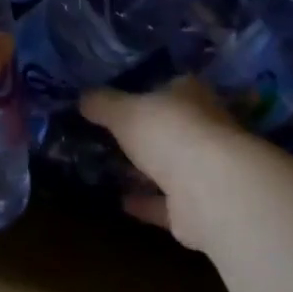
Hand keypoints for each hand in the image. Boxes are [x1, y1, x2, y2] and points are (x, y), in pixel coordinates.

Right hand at [82, 77, 252, 252]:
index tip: (118, 99)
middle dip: (144, 133)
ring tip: (109, 168)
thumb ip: (102, 103)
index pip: (169, 86)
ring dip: (144, 169)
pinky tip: (120, 200)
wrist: (209, 189)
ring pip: (169, 166)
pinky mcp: (197, 206)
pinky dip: (145, 201)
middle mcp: (204, 127)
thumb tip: (83, 97)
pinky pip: (165, 202)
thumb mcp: (124, 111)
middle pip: (170, 127)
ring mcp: (204, 168)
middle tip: (109, 136)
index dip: (144, 90)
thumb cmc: (169, 133)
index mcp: (191, 95)